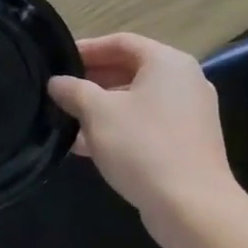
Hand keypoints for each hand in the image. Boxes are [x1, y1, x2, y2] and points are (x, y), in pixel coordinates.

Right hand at [47, 33, 239, 234]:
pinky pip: (145, 124)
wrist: (191, 205)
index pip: (121, 42)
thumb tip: (57, 82)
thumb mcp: (97, 113)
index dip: (87, 48)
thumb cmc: (142, 146)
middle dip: (91, 80)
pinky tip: (86, 146)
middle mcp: (184, 82)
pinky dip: (117, 128)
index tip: (57, 61)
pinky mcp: (186, 143)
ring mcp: (189, 114)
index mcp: (168, 63)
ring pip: (136, 100)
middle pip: (130, 70)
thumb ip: (73, 90)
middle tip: (58, 90)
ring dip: (101, 107)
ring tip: (66, 120)